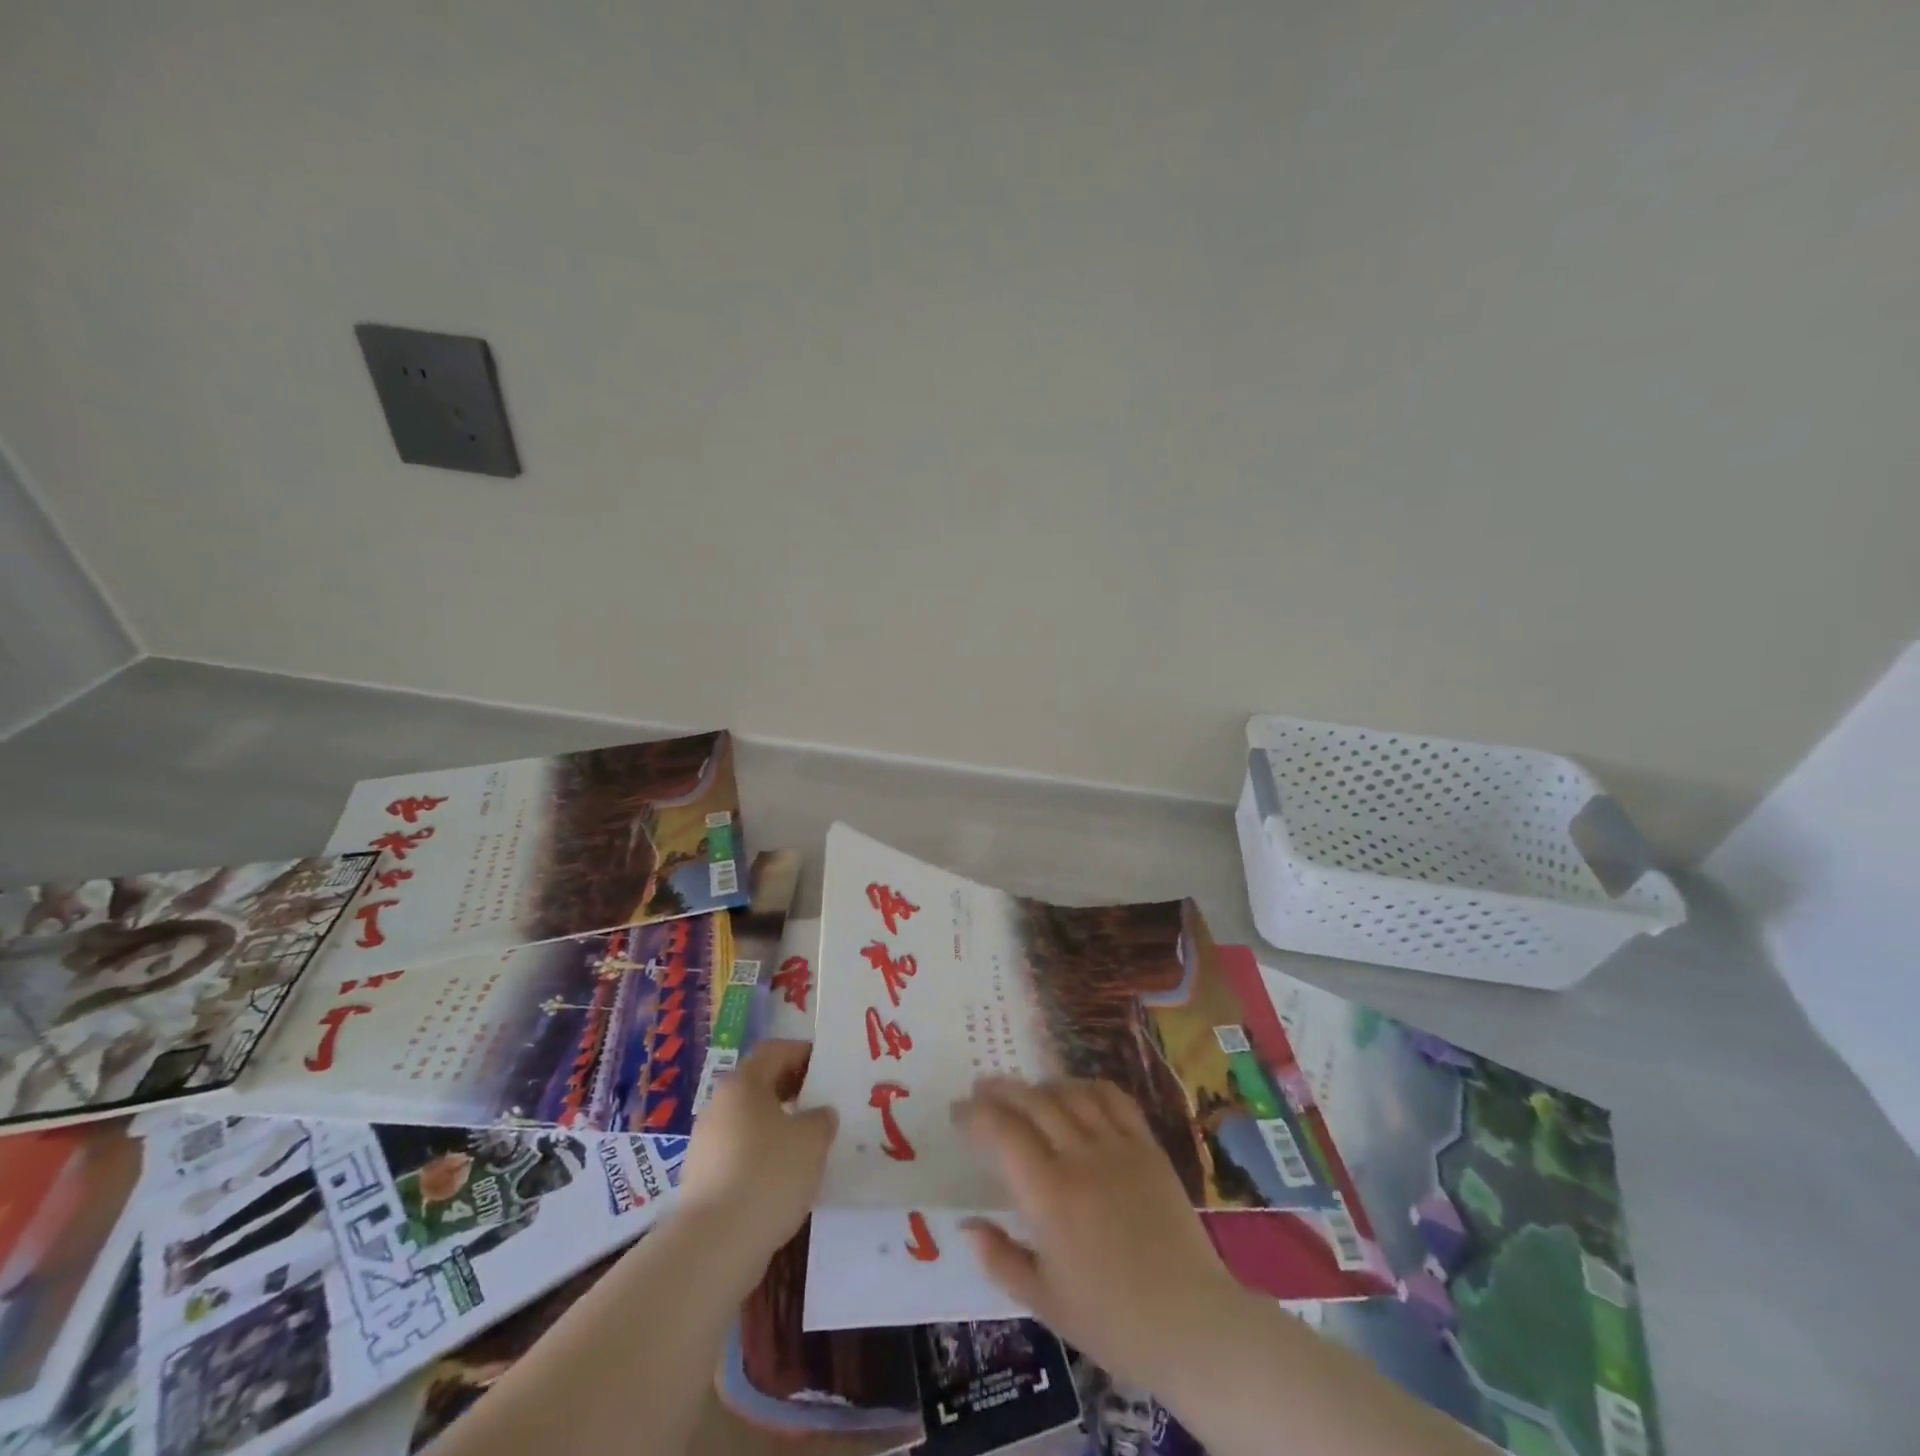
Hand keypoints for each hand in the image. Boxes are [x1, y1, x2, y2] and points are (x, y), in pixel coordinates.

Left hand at [678, 1039, 836, 1272]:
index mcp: (743, 1083)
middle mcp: (719, 1105)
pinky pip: (740, 1153)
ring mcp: (706, 1142)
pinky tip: (784, 1178)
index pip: (775, 1051)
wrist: (715, 1244)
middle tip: (824, 1104)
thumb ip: (821, 1118)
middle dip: (794, 1090)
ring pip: (751, 1121)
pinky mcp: (703, 1178)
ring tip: (809, 1144)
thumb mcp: (812, 1139)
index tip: (829, 1067)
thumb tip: (819, 1115)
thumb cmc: (768, 1173)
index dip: (803, 1053)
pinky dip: (763, 1156)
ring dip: (779, 1125)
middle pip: (761, 1084)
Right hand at [954, 1076, 1248, 1388]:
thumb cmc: (1111, 1321)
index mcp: (1049, 1195)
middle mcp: (1080, 1157)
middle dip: (1001, 1089)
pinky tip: (1075, 1091)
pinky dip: (1088, 1086)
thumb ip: (999, 1258)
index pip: (1002, 1132)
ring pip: (1071, 1094)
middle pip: (1033, 1102)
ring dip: (1040, 1084)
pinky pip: (1114, 1099)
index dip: (975, 1115)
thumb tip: (966, 1225)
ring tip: (1024, 1090)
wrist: (1191, 1322)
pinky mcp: (1148, 1146)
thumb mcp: (1043, 1301)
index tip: (958, 1112)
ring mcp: (1118, 1147)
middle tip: (981, 1088)